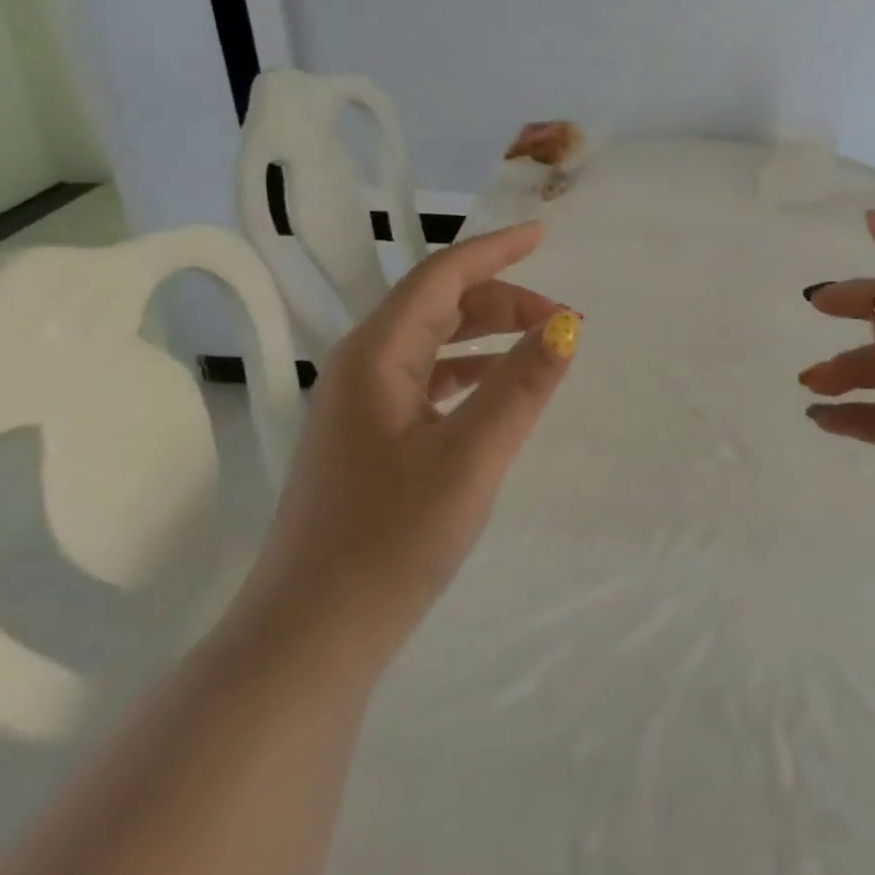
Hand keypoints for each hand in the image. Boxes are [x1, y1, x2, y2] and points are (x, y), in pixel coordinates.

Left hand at [236, 222, 578, 669]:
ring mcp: (360, 405)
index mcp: (376, 354)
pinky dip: (469, 372)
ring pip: (433, 343)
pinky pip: (427, 380)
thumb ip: (521, 386)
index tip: (543, 234)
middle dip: (502, 300)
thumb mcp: (471, 457)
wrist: (308, 640)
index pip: (442, 276)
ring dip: (487, 335)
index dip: (495, 249)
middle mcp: (362, 366)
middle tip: (562, 320)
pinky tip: (497, 391)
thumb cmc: (389, 540)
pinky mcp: (367, 439)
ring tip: (540, 349)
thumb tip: (567, 327)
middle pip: (439, 306)